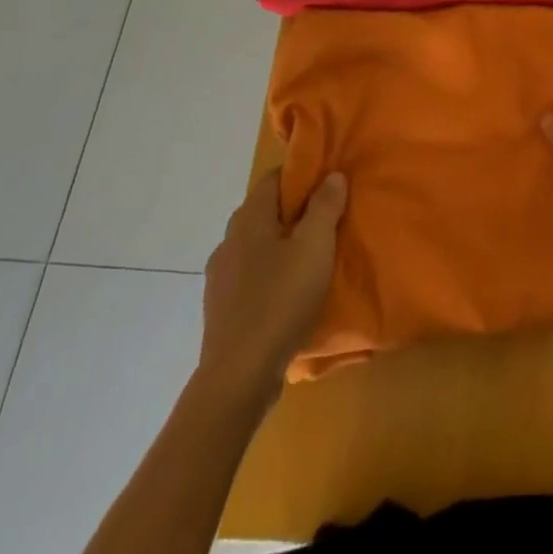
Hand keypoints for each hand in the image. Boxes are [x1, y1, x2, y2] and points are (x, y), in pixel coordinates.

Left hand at [199, 167, 346, 402]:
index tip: (328, 186)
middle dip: (294, 213)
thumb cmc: (280, 300)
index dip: (301, 176)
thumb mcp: (315, 246)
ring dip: (281, 247)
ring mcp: (220, 277)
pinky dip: (270, 276)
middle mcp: (229, 240)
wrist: (238, 377)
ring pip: (257, 246)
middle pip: (265, 211)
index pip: (273, 177)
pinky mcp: (220, 309)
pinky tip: (288, 295)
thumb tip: (332, 176)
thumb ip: (325, 206)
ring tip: (311, 261)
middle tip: (327, 223)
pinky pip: (250, 277)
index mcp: (249, 218)